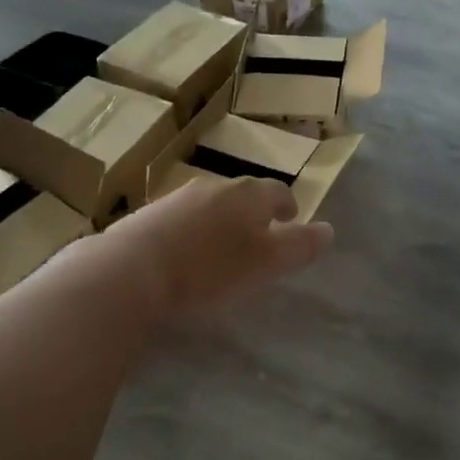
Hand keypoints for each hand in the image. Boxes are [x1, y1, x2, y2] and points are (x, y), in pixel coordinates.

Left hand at [99, 176, 331, 316]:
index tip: (291, 222)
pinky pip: (183, 220)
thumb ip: (300, 246)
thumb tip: (328, 230)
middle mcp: (215, 187)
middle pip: (244, 195)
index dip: (289, 207)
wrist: (130, 272)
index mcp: (249, 194)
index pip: (278, 192)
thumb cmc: (210, 269)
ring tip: (223, 250)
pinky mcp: (148, 216)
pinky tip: (186, 257)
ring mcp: (178, 198)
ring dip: (223, 223)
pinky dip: (194, 233)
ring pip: (212, 205)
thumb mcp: (267, 263)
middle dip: (256, 214)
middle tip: (260, 239)